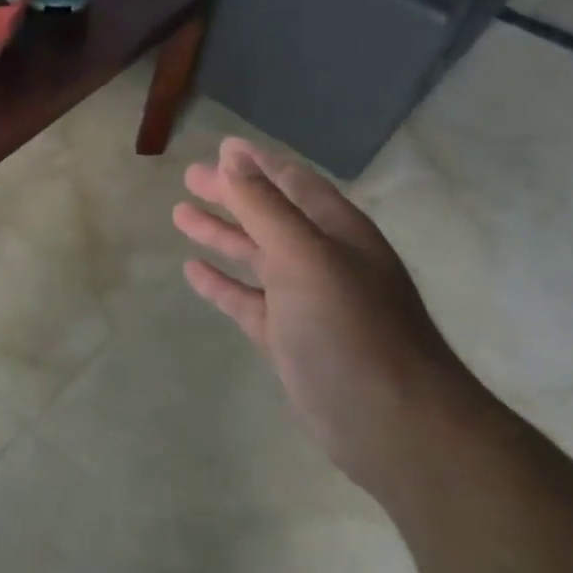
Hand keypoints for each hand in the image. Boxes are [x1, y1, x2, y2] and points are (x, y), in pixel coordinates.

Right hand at [174, 137, 479, 495]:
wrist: (392, 425)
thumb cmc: (350, 327)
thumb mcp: (304, 255)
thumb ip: (264, 206)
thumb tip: (232, 156)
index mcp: (336, 231)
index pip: (292, 182)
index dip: (257, 163)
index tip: (221, 147)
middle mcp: (323, 259)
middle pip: (269, 214)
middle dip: (231, 194)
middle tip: (189, 177)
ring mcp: (306, 300)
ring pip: (256, 255)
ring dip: (221, 234)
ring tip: (180, 215)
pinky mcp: (289, 338)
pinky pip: (247, 300)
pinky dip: (222, 283)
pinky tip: (193, 270)